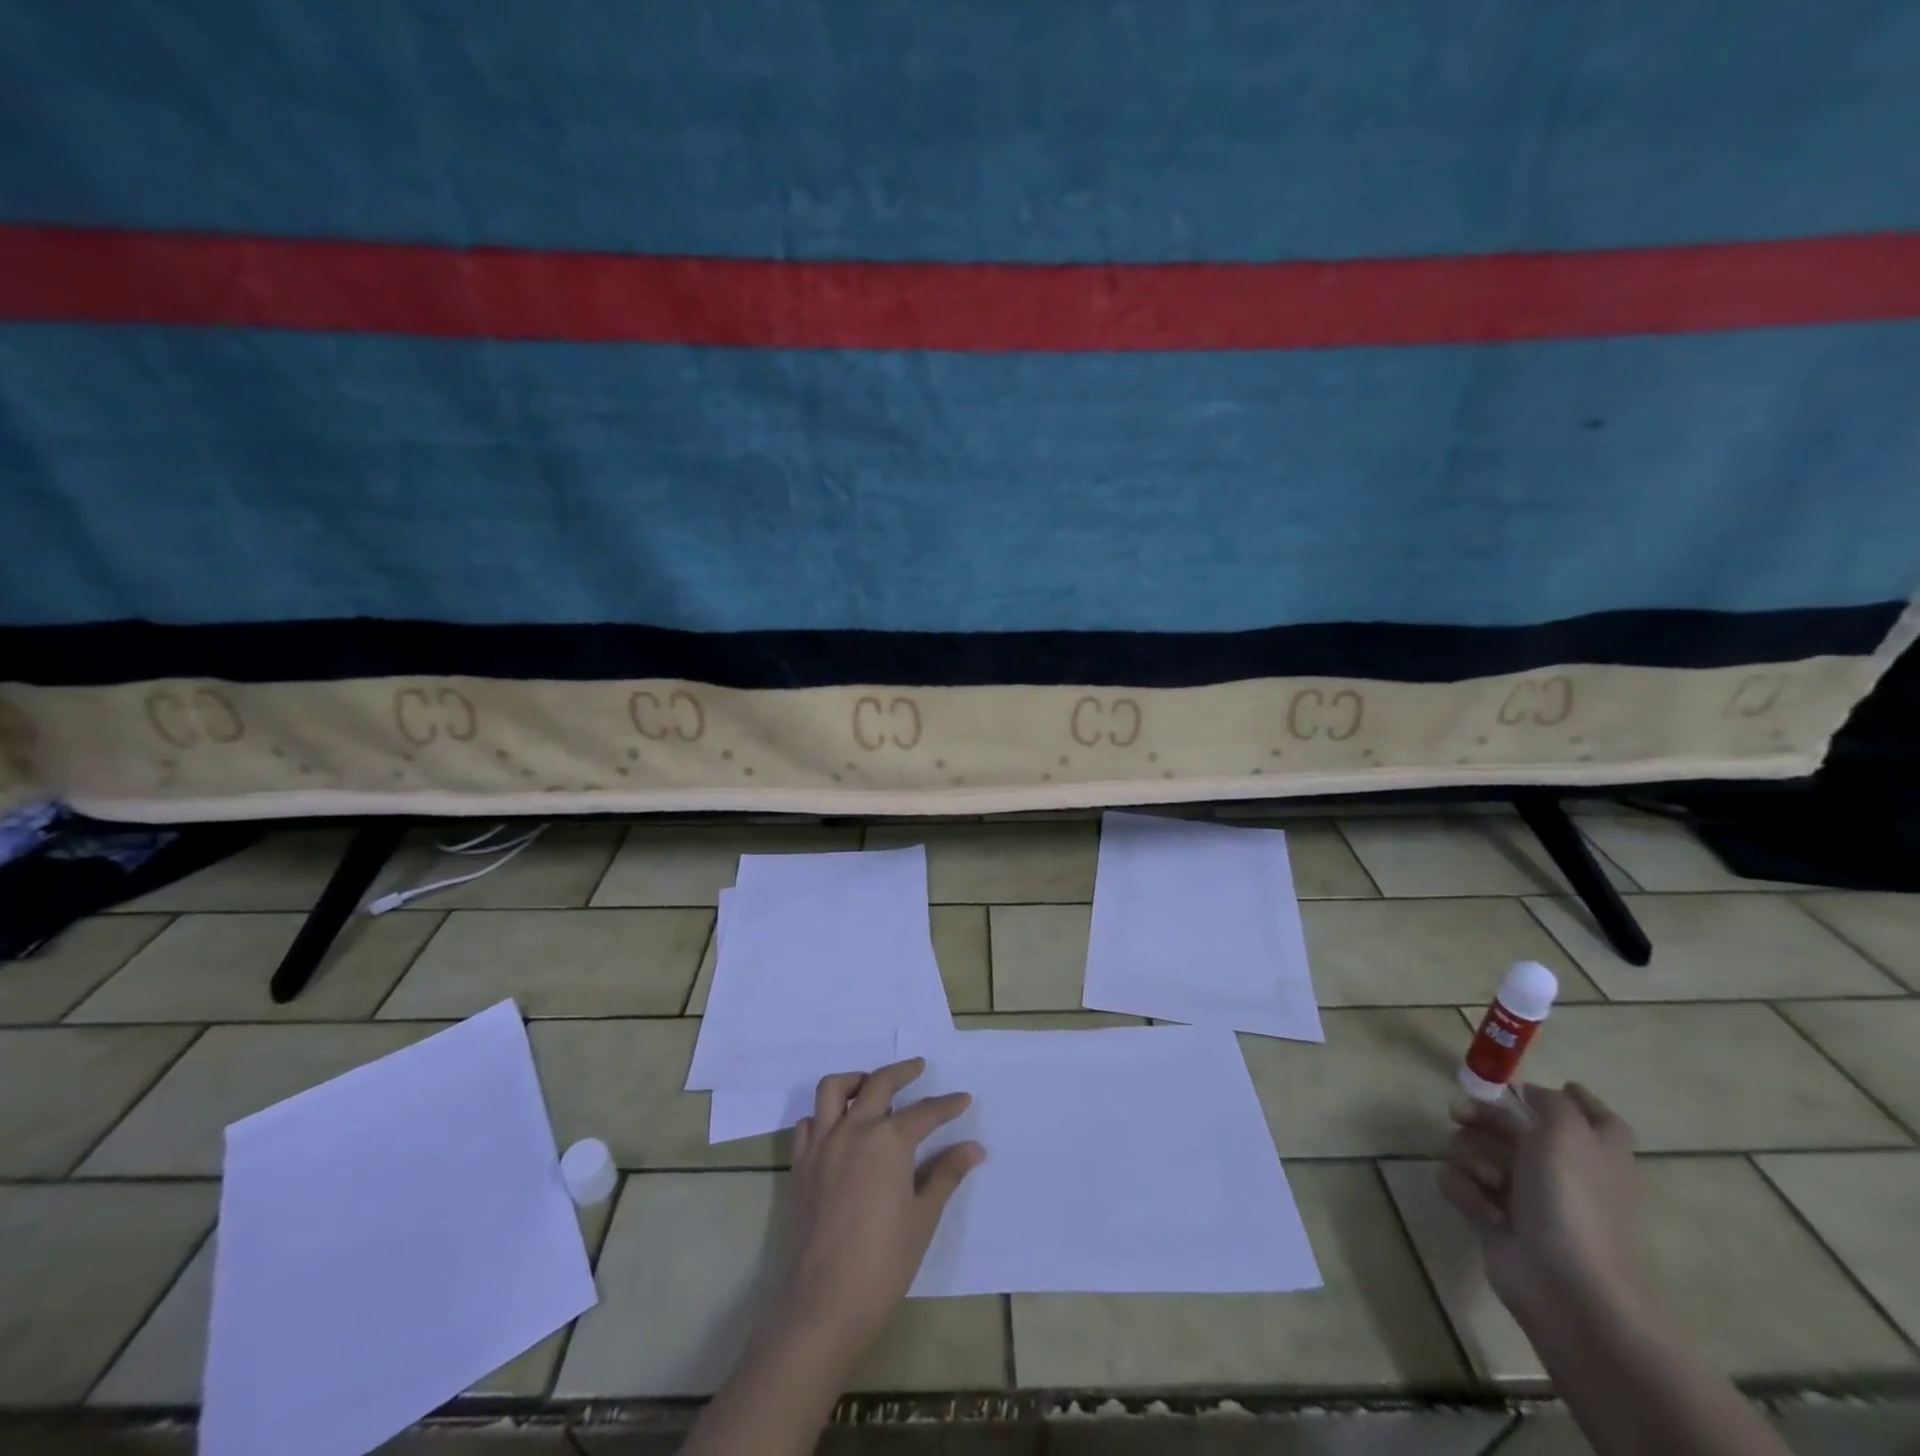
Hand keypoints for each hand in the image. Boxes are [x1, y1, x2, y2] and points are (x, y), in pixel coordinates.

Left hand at [770, 1058, 984, 1374]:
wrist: (823, 1304)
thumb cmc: (883, 1263)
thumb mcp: (923, 1218)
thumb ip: (946, 1175)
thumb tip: (973, 1148)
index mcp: (889, 1140)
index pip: (925, 1112)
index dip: (947, 1105)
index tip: (963, 1099)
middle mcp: (854, 1130)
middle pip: (879, 1083)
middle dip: (902, 1072)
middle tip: (917, 1068)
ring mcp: (822, 1145)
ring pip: (834, 1089)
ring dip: (856, 1080)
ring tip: (871, 1087)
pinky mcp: (800, 1165)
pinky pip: (808, 1124)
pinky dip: (823, 1116)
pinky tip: (837, 1129)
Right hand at [1439, 1083, 1650, 1334]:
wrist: (1568, 1285)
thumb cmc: (1575, 1202)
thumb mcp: (1569, 1135)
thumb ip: (1551, 1103)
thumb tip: (1531, 1093)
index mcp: (1593, 1152)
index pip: (1598, 1119)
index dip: (1577, 1099)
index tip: (1545, 1086)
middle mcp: (1559, 1170)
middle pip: (1511, 1125)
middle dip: (1483, 1116)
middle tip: (1459, 1113)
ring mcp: (1522, 1195)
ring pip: (1475, 1149)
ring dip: (1472, 1157)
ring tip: (1489, 1181)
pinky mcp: (1489, 1216)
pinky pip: (1459, 1182)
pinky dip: (1465, 1190)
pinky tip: (1483, 1210)